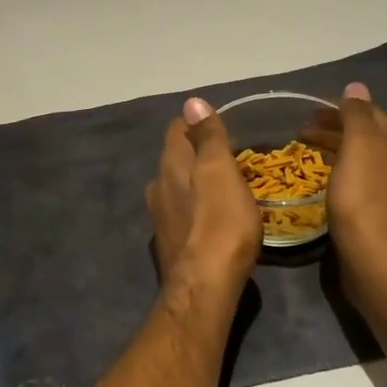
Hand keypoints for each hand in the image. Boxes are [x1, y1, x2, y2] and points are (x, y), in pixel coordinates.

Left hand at [147, 97, 260, 292]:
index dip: (197, 123)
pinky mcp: (170, 243)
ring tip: (224, 187)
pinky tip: (214, 220)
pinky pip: (183, 214)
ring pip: (177, 187)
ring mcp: (160, 217)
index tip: (221, 125)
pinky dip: (197, 209)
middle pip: (175, 159)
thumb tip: (191, 101)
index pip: (176, 129)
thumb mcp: (220, 171)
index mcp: (170, 166)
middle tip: (229, 156)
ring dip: (196, 183)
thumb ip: (208, 137)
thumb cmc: (220, 223)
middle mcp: (157, 187)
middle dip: (197, 153)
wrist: (205, 285)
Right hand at [304, 82, 386, 305]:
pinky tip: (324, 183)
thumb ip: (358, 115)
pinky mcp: (380, 216)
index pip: (368, 113)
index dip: (339, 108)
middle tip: (301, 130)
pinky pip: (358, 182)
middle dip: (335, 129)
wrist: (378, 261)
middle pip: (365, 136)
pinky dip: (339, 173)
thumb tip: (356, 87)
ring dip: (335, 151)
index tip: (309, 110)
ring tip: (307, 153)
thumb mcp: (360, 147)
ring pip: (361, 160)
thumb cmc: (365, 199)